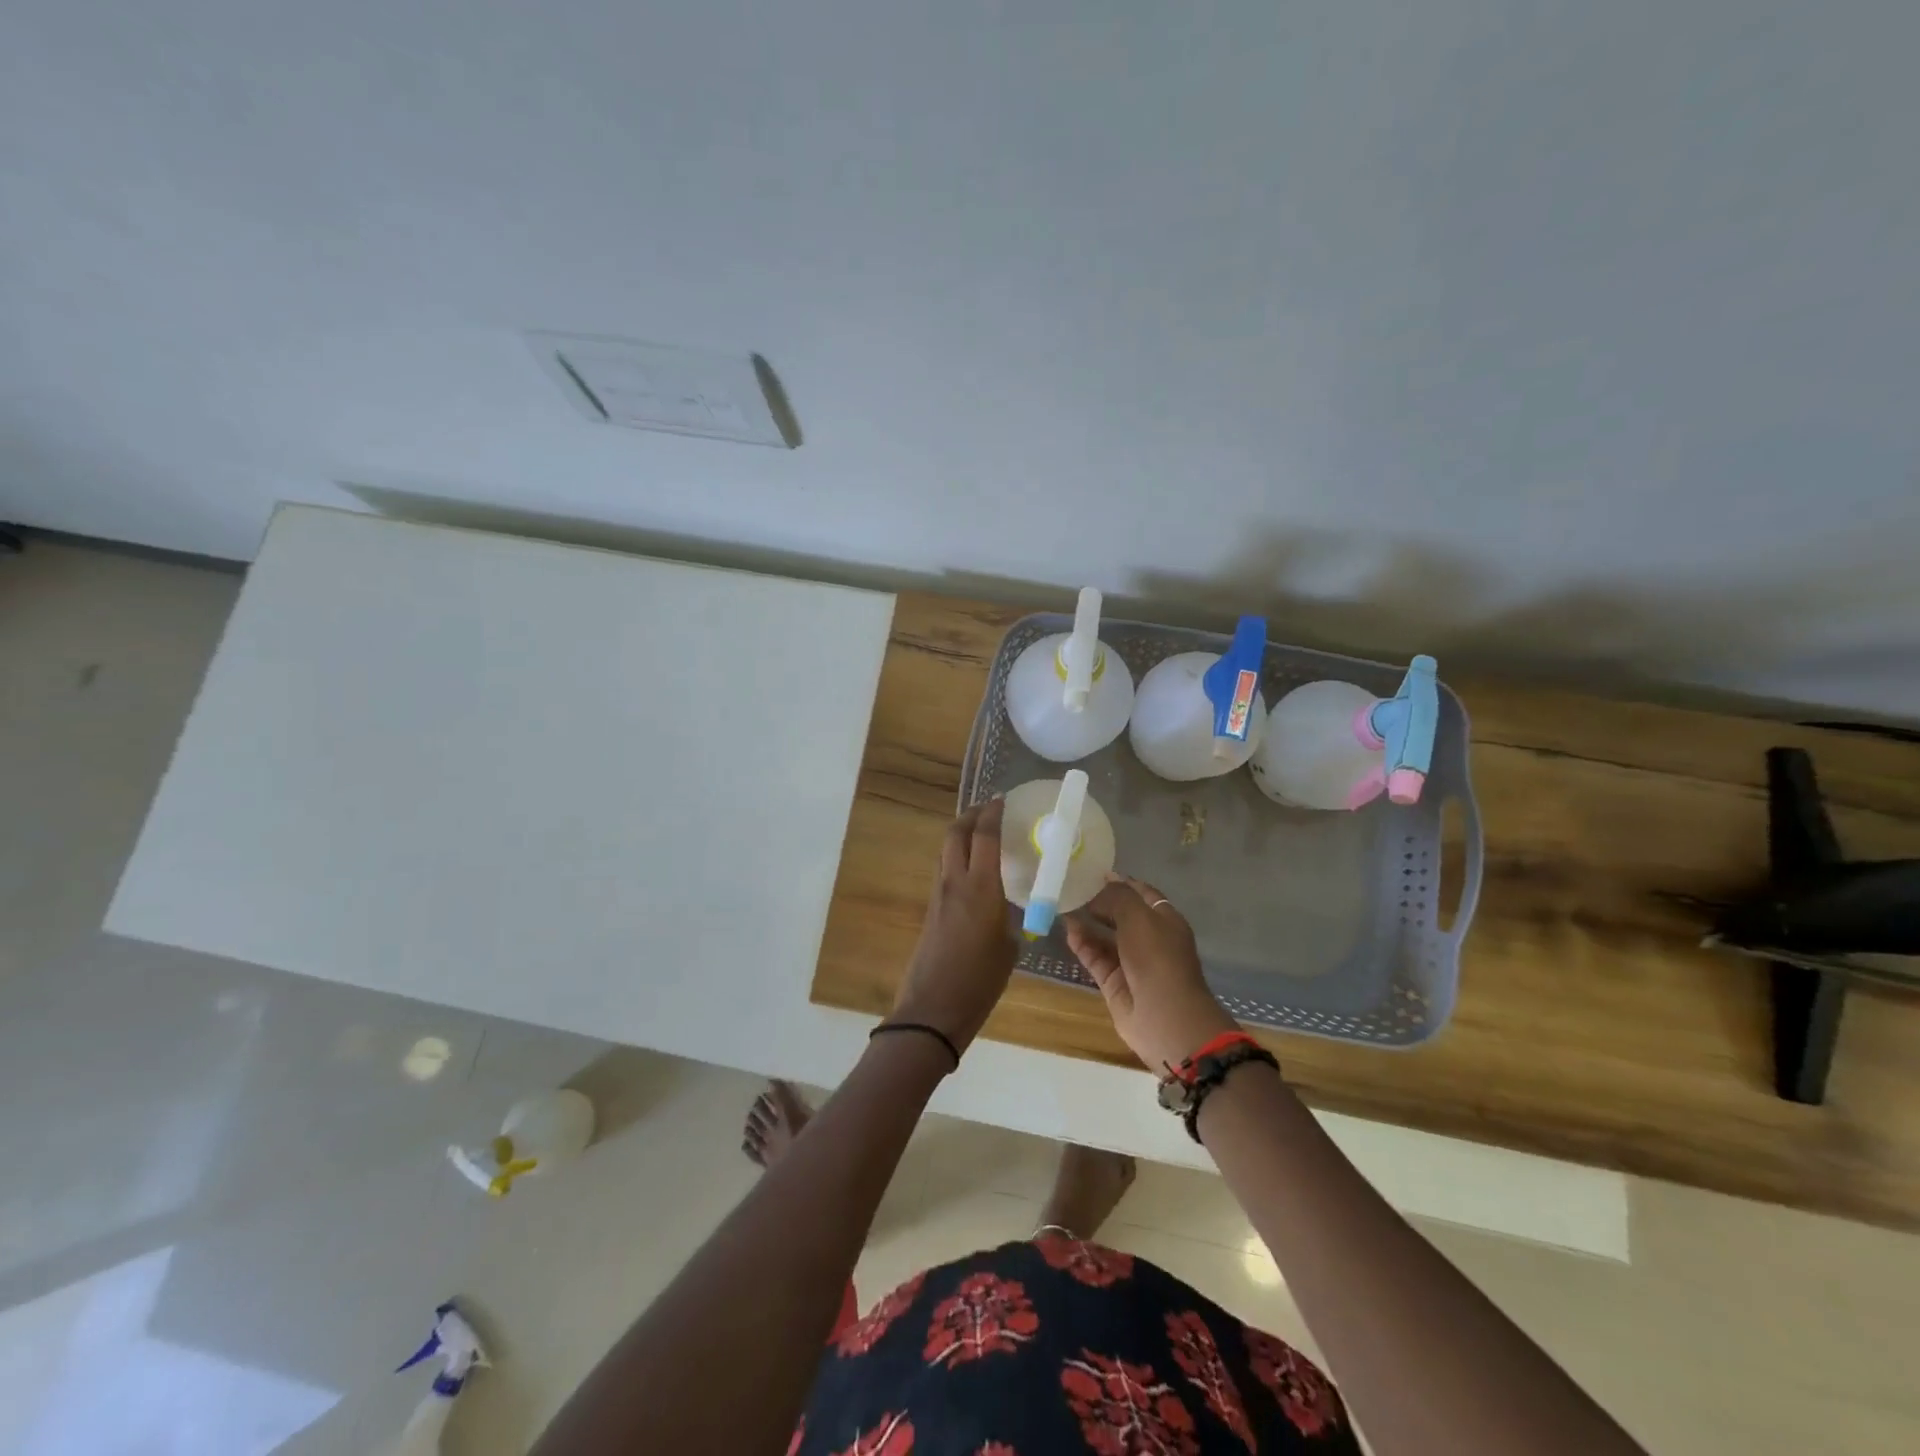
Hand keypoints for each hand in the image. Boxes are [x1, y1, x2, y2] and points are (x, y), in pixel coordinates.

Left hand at [889, 798, 1017, 1054]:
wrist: (933, 1010)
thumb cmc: (979, 982)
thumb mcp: (1008, 949)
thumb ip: (1010, 921)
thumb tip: (1010, 912)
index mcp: (980, 889)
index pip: (983, 837)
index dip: (992, 814)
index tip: (1001, 800)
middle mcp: (954, 883)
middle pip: (954, 834)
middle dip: (969, 816)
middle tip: (987, 811)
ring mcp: (938, 896)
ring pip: (945, 851)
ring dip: (959, 835)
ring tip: (979, 835)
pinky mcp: (930, 911)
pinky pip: (943, 871)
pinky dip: (956, 858)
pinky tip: (971, 871)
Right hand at [1065, 876, 1240, 1073]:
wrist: (1165, 1018)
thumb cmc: (1158, 959)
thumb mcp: (1139, 918)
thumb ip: (1117, 897)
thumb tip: (1099, 888)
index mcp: (1165, 920)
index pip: (1142, 893)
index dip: (1121, 881)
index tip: (1094, 872)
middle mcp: (1150, 939)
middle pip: (1122, 914)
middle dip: (1100, 901)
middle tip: (1072, 887)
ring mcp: (1132, 962)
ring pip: (1106, 936)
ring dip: (1087, 922)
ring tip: (1063, 906)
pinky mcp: (1115, 982)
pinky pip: (1096, 958)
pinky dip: (1083, 945)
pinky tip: (1068, 931)